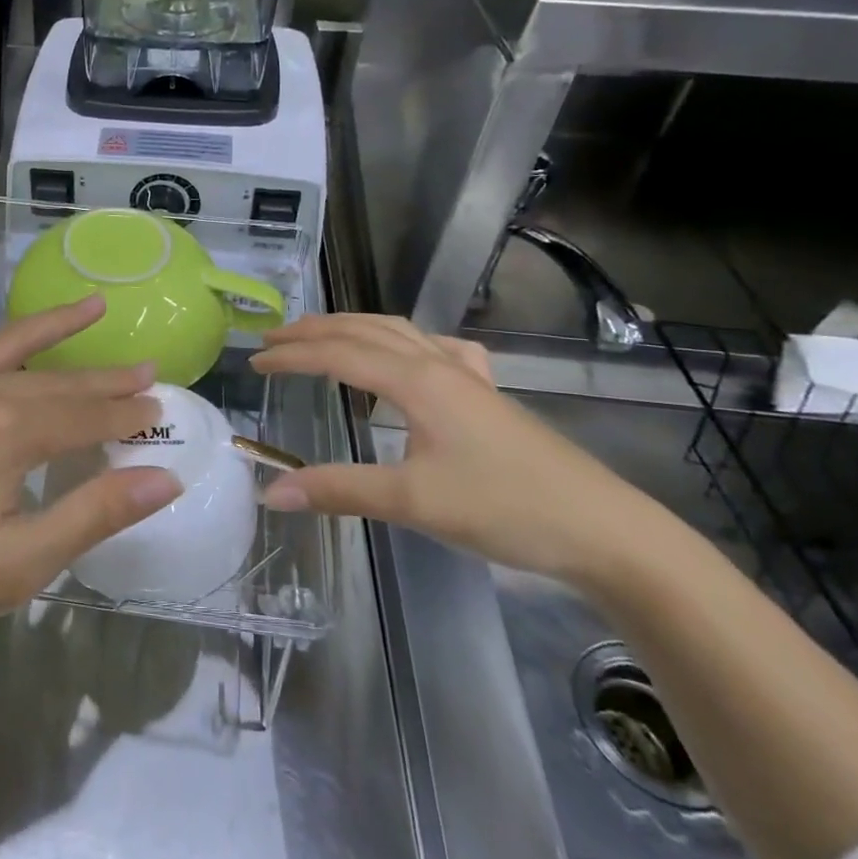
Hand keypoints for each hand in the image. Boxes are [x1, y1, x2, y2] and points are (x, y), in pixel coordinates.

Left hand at [0, 265, 180, 664]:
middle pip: (55, 382)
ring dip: (51, 326)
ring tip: (92, 305)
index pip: (86, 418)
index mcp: (7, 433)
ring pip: (5, 348)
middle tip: (146, 373)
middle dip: (104, 381)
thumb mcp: (21, 563)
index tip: (159, 412)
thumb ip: (95, 513)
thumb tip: (166, 479)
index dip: (127, 417)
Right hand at [251, 314, 657, 583]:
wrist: (604, 530)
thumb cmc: (505, 508)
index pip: (338, 354)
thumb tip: (270, 491)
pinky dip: (403, 342)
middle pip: (364, 330)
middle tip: (273, 337)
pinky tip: (408, 358)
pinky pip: (435, 349)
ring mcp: (467, 376)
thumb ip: (339, 490)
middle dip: (314, 330)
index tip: (253, 361)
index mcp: (416, 380)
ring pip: (399, 331)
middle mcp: (438, 365)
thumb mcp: (413, 503)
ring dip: (352, 328)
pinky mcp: (487, 395)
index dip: (291, 355)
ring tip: (321, 337)